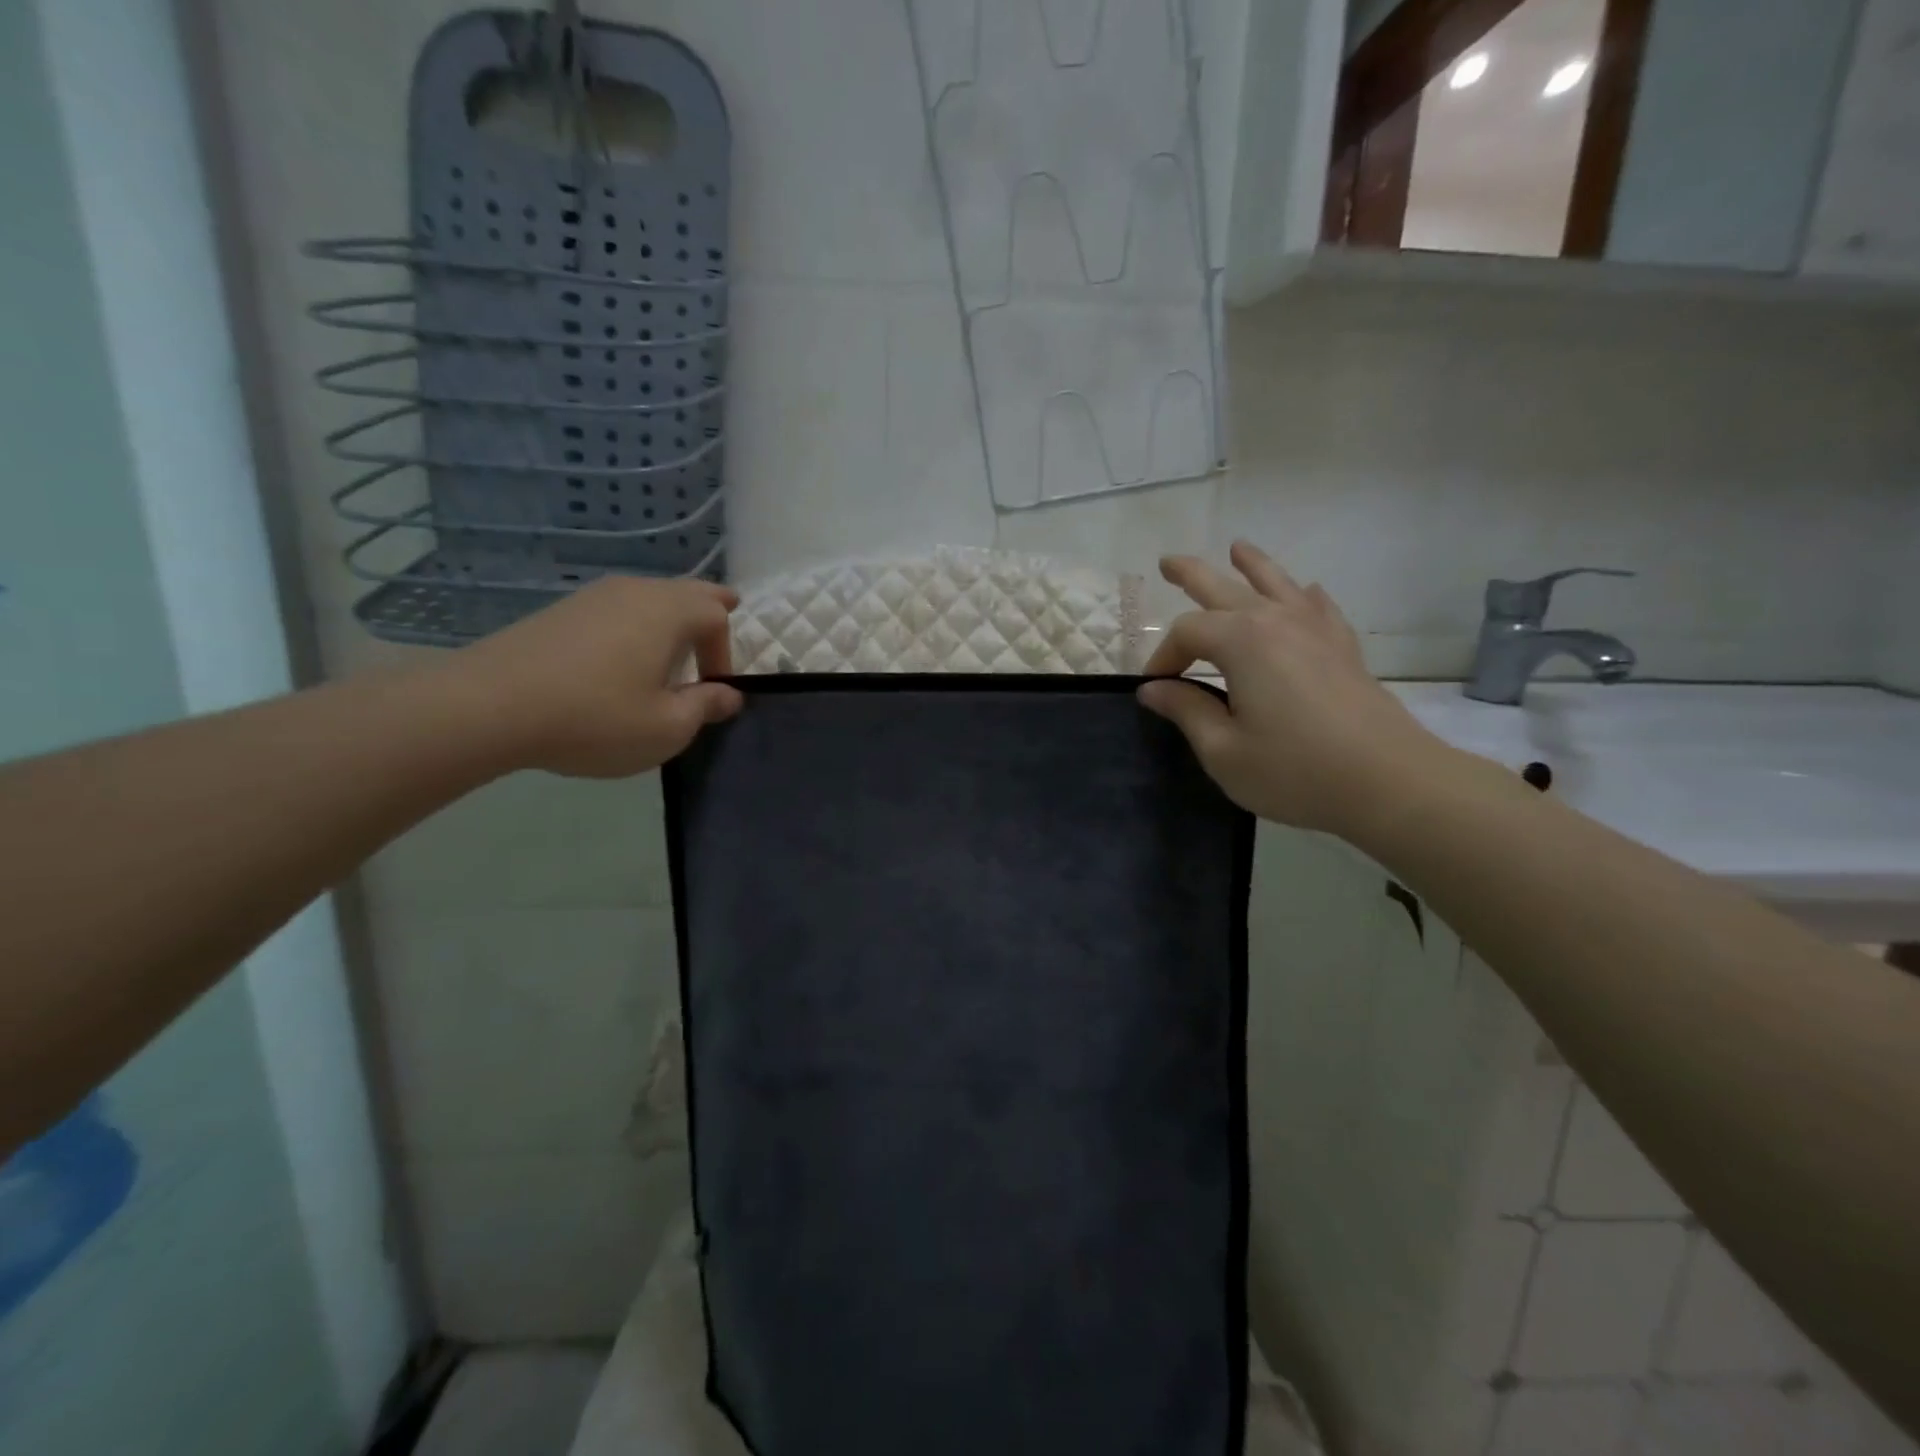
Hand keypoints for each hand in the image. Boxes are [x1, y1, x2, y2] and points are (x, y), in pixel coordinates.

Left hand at [447, 575, 743, 778]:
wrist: (489, 706)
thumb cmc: (595, 717)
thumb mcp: (666, 727)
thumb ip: (704, 707)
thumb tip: (728, 695)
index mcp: (668, 612)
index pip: (716, 616)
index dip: (725, 652)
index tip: (713, 691)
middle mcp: (635, 592)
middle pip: (685, 591)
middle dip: (709, 607)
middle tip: (728, 609)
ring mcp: (592, 597)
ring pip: (648, 597)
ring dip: (669, 619)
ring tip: (671, 644)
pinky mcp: (560, 611)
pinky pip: (616, 610)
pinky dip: (633, 625)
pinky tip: (620, 657)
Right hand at [1138, 541, 1454, 834]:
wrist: (1387, 782)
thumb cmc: (1294, 770)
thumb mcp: (1223, 750)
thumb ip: (1186, 711)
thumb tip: (1153, 689)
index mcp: (1241, 642)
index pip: (1187, 632)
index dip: (1164, 656)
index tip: (1155, 687)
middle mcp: (1277, 621)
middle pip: (1225, 589)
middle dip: (1192, 576)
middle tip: (1168, 562)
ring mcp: (1317, 630)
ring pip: (1277, 584)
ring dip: (1252, 565)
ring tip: (1238, 548)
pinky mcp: (1344, 648)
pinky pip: (1319, 607)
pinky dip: (1303, 595)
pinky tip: (1305, 593)